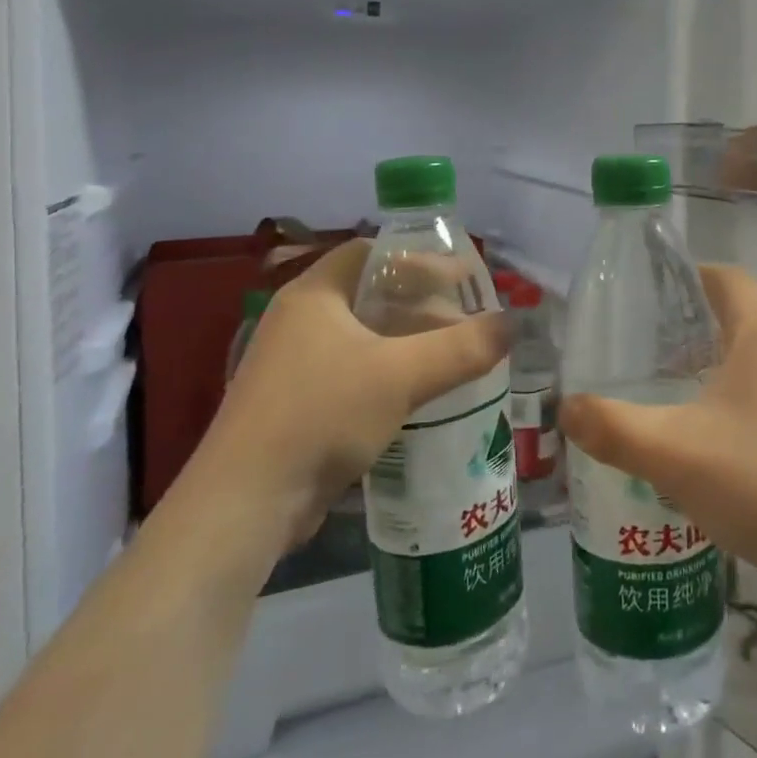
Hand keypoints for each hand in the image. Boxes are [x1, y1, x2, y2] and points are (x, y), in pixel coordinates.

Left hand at [200, 238, 510, 549]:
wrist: (244, 504)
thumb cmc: (321, 415)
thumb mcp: (402, 376)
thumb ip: (462, 348)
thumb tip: (512, 324)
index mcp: (314, 295)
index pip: (371, 253)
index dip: (419, 260)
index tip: (461, 280)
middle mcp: (299, 321)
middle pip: (370, 296)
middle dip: (421, 306)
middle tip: (466, 321)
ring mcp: (293, 365)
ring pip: (363, 338)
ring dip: (408, 343)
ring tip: (453, 358)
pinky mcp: (295, 405)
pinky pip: (353, 373)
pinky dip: (388, 374)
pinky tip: (419, 397)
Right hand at [560, 265, 756, 591]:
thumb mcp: (674, 453)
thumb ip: (613, 429)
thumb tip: (567, 409)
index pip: (725, 278)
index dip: (686, 278)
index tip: (646, 300)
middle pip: (740, 319)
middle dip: (691, 332)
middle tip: (645, 358)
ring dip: (717, 372)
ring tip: (672, 401)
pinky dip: (742, 405)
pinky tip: (717, 449)